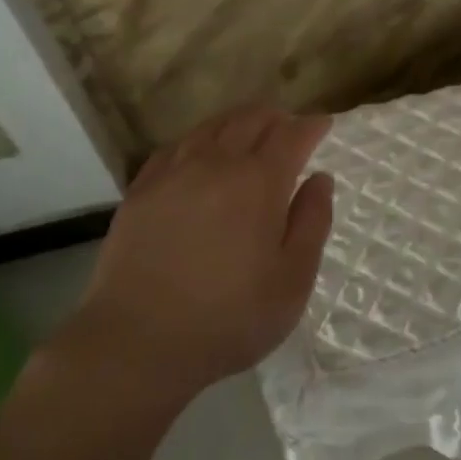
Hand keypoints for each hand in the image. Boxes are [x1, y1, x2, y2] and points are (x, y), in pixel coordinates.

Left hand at [72, 105, 334, 400]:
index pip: (291, 135)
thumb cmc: (229, 317)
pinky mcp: (141, 190)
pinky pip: (175, 147)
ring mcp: (174, 173)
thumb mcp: (292, 281)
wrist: (137, 342)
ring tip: (249, 132)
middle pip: (250, 119)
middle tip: (289, 127)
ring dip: (238, 122)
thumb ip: (312, 223)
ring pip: (211, 127)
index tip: (323, 124)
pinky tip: (199, 153)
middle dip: (276, 117)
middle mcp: (217, 163)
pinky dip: (198, 140)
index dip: (311, 125)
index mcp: (259, 182)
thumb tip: (320, 179)